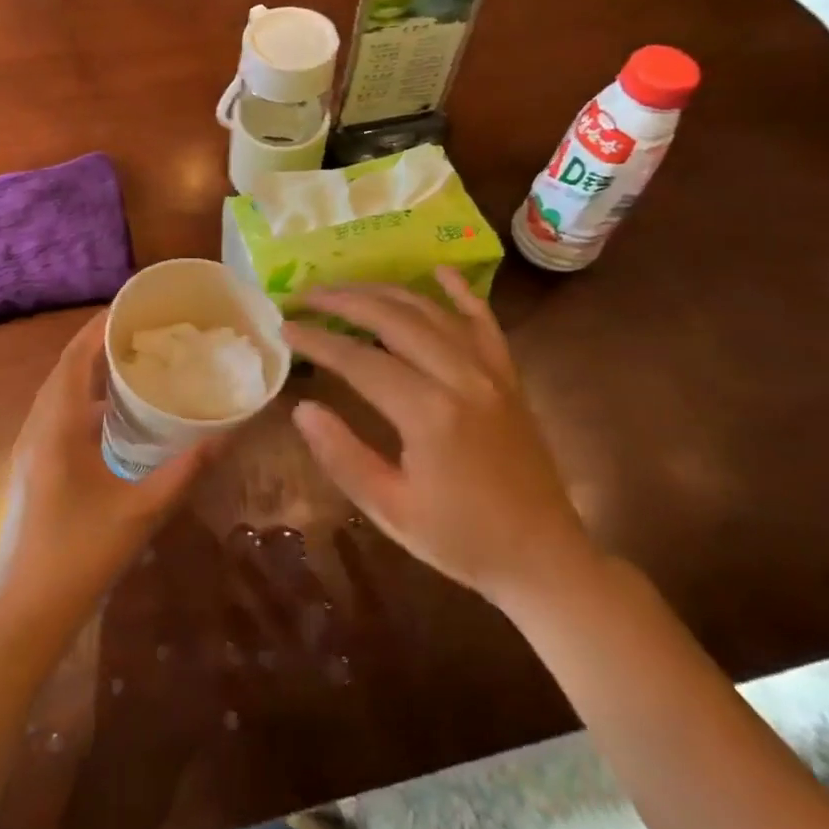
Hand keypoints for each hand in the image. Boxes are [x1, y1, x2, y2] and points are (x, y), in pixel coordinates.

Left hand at [0, 312, 220, 635]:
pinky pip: (57, 414)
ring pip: (58, 392)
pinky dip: (83, 399)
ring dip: (89, 371)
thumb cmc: (80, 556)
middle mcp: (37, 427)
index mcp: (56, 427)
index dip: (100, 328)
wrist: (24, 612)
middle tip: (141, 330)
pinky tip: (114, 415)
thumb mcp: (140, 513)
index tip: (132, 307)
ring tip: (131, 360)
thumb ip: (184, 471)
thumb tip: (226, 435)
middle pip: (65, 369)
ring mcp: (30, 448)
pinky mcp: (32, 466)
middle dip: (98, 343)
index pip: (76, 359)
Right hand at [283, 268, 596, 607]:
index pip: (358, 359)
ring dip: (383, 291)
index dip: (317, 339)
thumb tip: (302, 409)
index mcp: (428, 413)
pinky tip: (437, 270)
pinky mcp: (508, 375)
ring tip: (345, 286)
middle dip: (342, 300)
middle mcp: (460, 377)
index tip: (284, 327)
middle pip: (392, 318)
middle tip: (304, 295)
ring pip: (430, 311)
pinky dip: (459, 292)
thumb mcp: (391, 510)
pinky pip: (484, 320)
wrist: (544, 558)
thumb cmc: (461, 540)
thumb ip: (343, 456)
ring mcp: (490, 371)